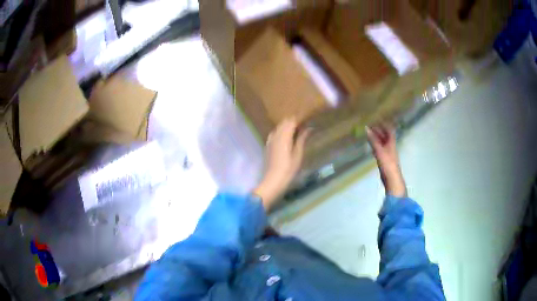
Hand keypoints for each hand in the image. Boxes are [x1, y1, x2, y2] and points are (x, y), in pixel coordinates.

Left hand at [254, 119, 310, 210]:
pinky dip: (281, 132)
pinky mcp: (267, 145)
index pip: (291, 121)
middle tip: (304, 126)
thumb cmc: (289, 168)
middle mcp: (275, 135)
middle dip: (293, 122)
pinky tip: (286, 138)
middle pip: (284, 122)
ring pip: (279, 127)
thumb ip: (302, 139)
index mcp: (284, 136)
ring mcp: (270, 140)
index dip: (299, 119)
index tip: (307, 120)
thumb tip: (309, 128)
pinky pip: (274, 133)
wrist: (273, 180)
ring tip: (296, 131)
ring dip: (287, 126)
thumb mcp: (298, 154)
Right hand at [366, 123, 406, 197]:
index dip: (384, 124)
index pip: (389, 130)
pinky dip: (376, 145)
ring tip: (369, 133)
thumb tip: (366, 128)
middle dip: (379, 130)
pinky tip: (371, 145)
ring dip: (377, 137)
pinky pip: (380, 149)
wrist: (392, 179)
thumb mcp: (379, 150)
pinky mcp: (385, 159)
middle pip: (386, 136)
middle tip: (370, 125)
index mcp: (391, 142)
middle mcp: (391, 146)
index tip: (377, 119)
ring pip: (383, 142)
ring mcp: (388, 153)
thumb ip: (373, 140)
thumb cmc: (387, 163)